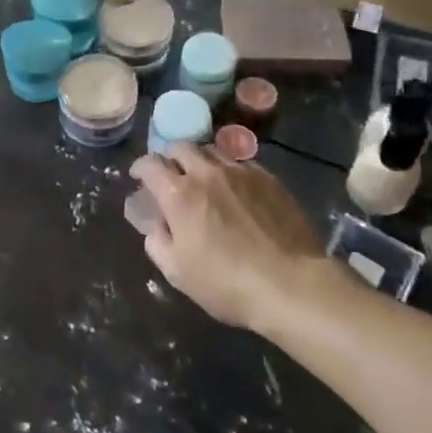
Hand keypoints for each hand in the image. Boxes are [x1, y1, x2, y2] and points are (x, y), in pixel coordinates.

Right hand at [129, 145, 325, 330]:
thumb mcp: (178, 274)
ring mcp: (241, 172)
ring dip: (200, 161)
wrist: (292, 285)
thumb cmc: (227, 284)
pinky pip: (241, 163)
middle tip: (172, 176)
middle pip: (181, 147)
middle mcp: (207, 173)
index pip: (150, 164)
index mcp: (179, 194)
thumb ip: (157, 244)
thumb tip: (157, 226)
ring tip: (204, 179)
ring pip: (212, 150)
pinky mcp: (269, 179)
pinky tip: (236, 190)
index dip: (140, 167)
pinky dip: (230, 170)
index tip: (139, 177)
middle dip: (170, 158)